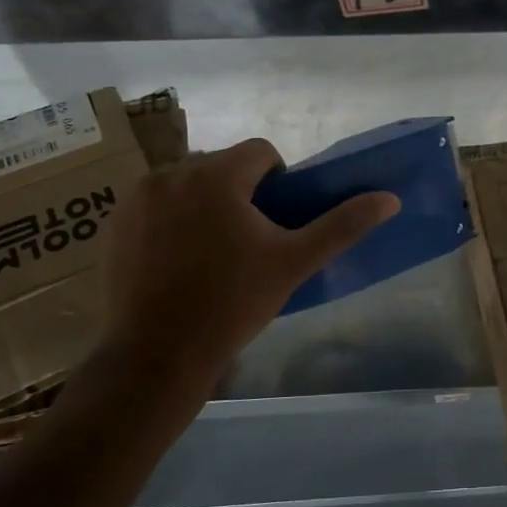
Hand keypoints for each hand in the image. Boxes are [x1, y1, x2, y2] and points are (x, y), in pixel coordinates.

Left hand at [102, 139, 399, 386]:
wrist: (156, 354)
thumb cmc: (232, 304)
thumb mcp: (294, 263)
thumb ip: (342, 225)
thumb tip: (390, 199)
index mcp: (216, 175)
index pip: (261, 152)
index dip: (278, 181)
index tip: (276, 223)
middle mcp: (171, 173)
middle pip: (223, 166)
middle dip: (240, 192)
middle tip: (248, 242)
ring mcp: (137, 197)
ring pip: (189, 184)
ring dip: (206, 203)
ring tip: (212, 252)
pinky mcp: (116, 222)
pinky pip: (157, 204)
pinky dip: (173, 219)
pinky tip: (178, 260)